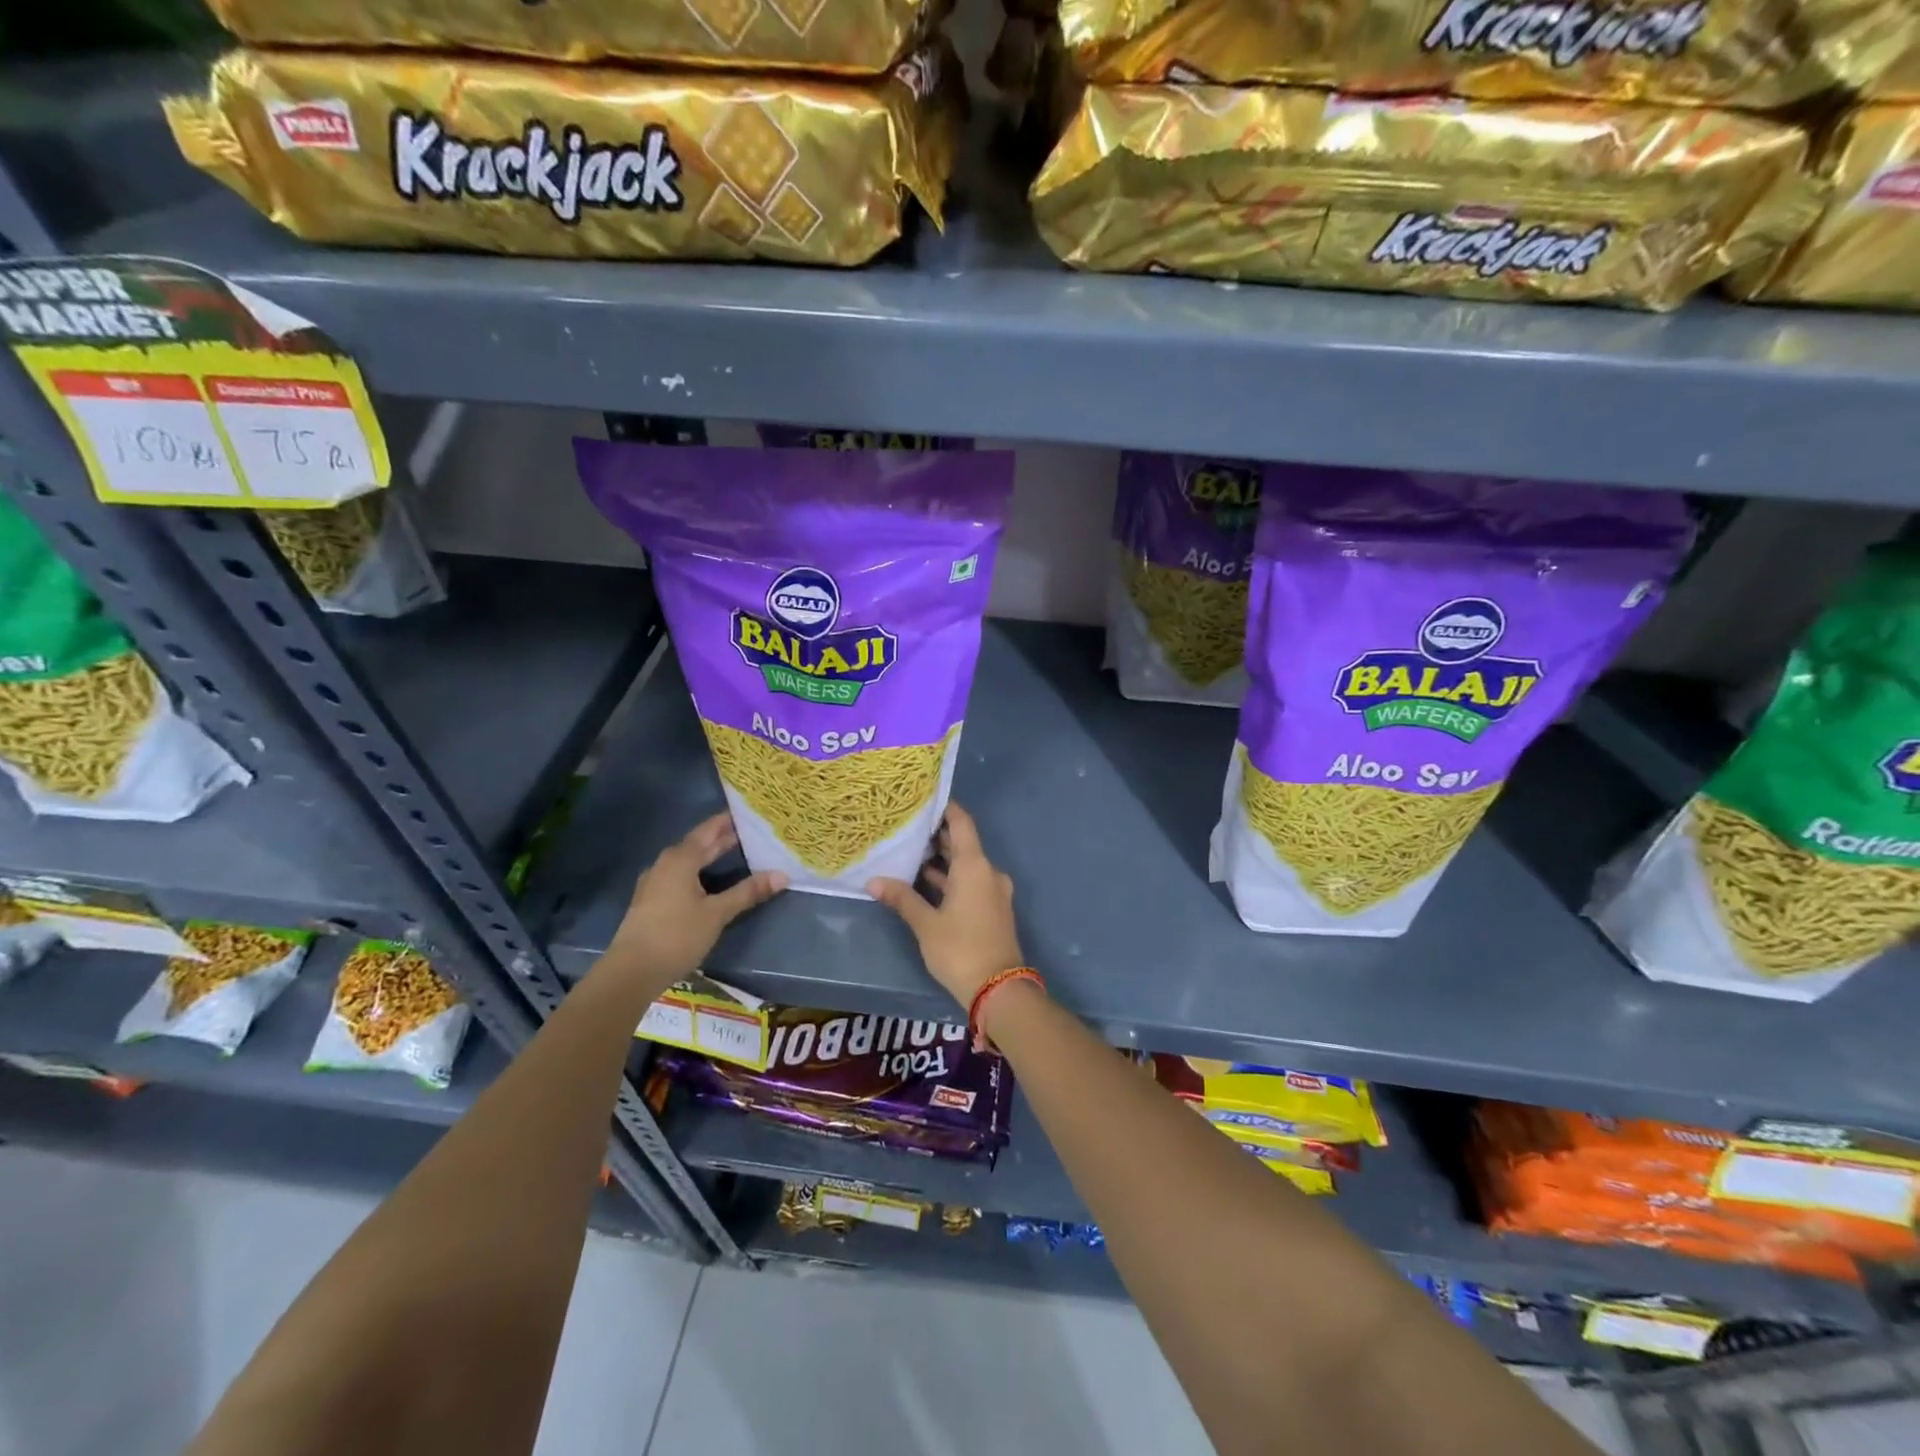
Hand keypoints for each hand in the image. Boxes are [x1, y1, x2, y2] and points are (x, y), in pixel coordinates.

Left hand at [607, 813, 785, 986]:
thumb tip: (782, 875)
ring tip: (736, 853)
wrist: (631, 972)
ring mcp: (655, 883)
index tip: (749, 813)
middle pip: (698, 845)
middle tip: (751, 832)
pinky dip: (699, 872)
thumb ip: (748, 892)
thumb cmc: (677, 935)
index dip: (728, 821)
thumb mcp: (717, 913)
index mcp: (680, 859)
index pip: (708, 830)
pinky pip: (680, 876)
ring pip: (688, 861)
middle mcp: (665, 865)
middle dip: (722, 838)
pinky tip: (710, 882)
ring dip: (710, 856)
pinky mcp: (652, 902)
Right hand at [868, 803, 1022, 1009]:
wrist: (999, 989)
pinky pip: (970, 882)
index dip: (945, 808)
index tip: (924, 798)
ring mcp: (993, 891)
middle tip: (906, 826)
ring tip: (909, 852)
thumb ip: (902, 899)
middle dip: (937, 835)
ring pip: (966, 865)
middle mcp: (988, 872)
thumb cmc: (960, 949)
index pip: (961, 823)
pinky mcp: (992, 908)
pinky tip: (925, 882)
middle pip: (963, 843)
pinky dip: (950, 878)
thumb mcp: (926, 924)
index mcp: (975, 866)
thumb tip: (873, 881)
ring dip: (942, 859)